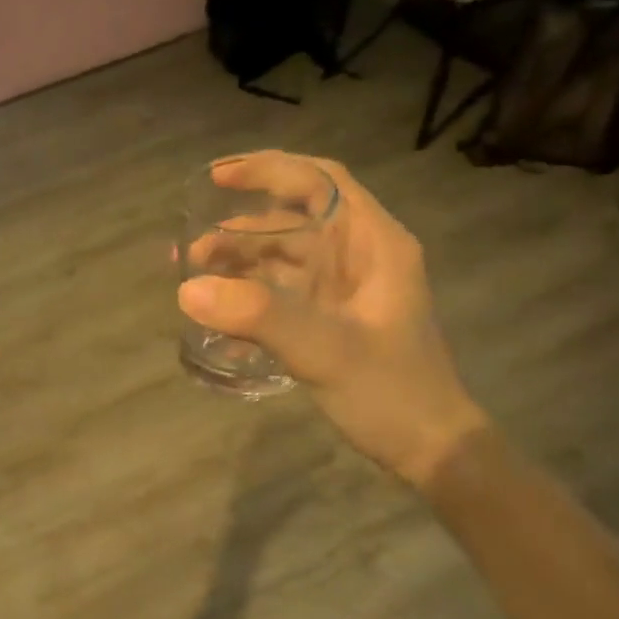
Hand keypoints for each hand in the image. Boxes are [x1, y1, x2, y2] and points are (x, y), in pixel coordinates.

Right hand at [178, 152, 487, 487]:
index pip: (320, 182)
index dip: (269, 169)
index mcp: (374, 243)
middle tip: (191, 249)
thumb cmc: (391, 391)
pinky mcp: (332, 321)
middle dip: (239, 228)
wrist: (430, 449)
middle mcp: (360, 257)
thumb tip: (188, 289)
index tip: (218, 176)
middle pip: (293, 221)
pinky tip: (220, 313)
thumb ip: (258, 316)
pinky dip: (250, 296)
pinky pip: (283, 294)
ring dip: (239, 263)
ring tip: (194, 277)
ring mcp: (346, 292)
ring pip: (284, 259)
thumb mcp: (325, 349)